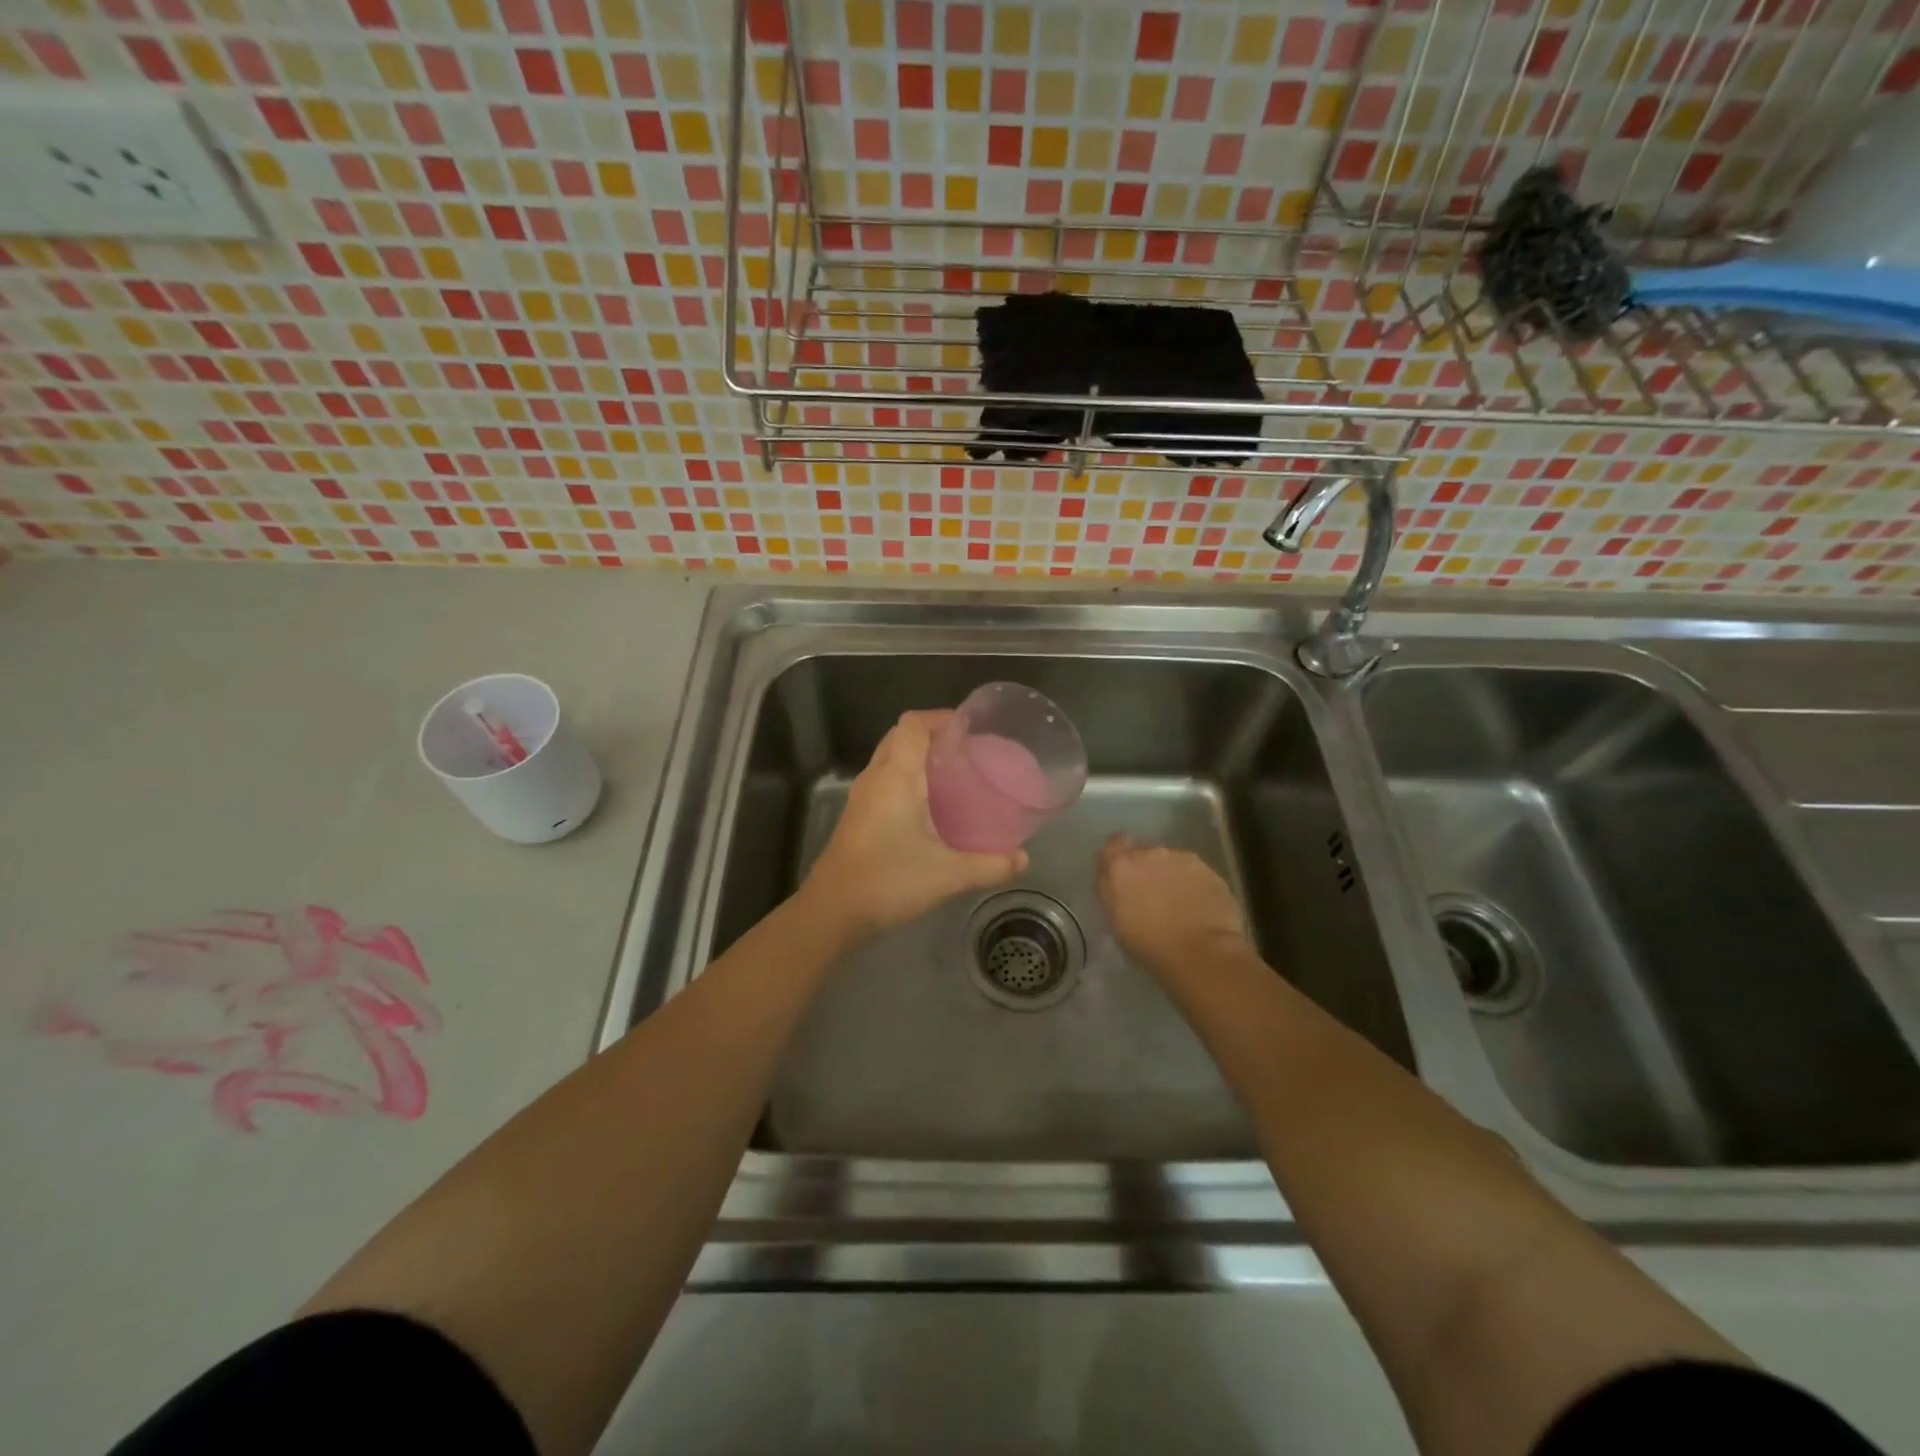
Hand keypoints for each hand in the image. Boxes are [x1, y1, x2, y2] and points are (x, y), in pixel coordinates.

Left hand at [801, 711, 1026, 938]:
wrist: (832, 911)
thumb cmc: (888, 881)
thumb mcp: (948, 875)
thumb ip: (990, 865)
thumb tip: (1023, 859)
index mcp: (896, 777)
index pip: (913, 724)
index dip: (941, 717)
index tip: (970, 728)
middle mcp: (875, 778)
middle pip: (900, 736)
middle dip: (931, 734)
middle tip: (966, 750)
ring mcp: (861, 797)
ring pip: (889, 758)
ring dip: (916, 756)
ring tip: (952, 774)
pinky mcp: (856, 817)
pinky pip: (883, 780)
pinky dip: (905, 778)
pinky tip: (928, 806)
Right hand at [1097, 834, 1249, 977]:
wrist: (1202, 952)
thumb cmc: (1149, 943)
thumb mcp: (1115, 919)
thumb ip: (1113, 890)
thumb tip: (1116, 879)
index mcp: (1122, 865)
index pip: (1114, 843)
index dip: (1118, 857)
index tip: (1123, 875)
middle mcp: (1152, 853)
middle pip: (1146, 854)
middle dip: (1148, 870)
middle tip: (1152, 897)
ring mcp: (1184, 859)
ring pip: (1173, 863)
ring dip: (1172, 877)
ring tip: (1179, 906)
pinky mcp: (1211, 871)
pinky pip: (1196, 875)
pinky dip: (1195, 886)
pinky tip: (1199, 909)